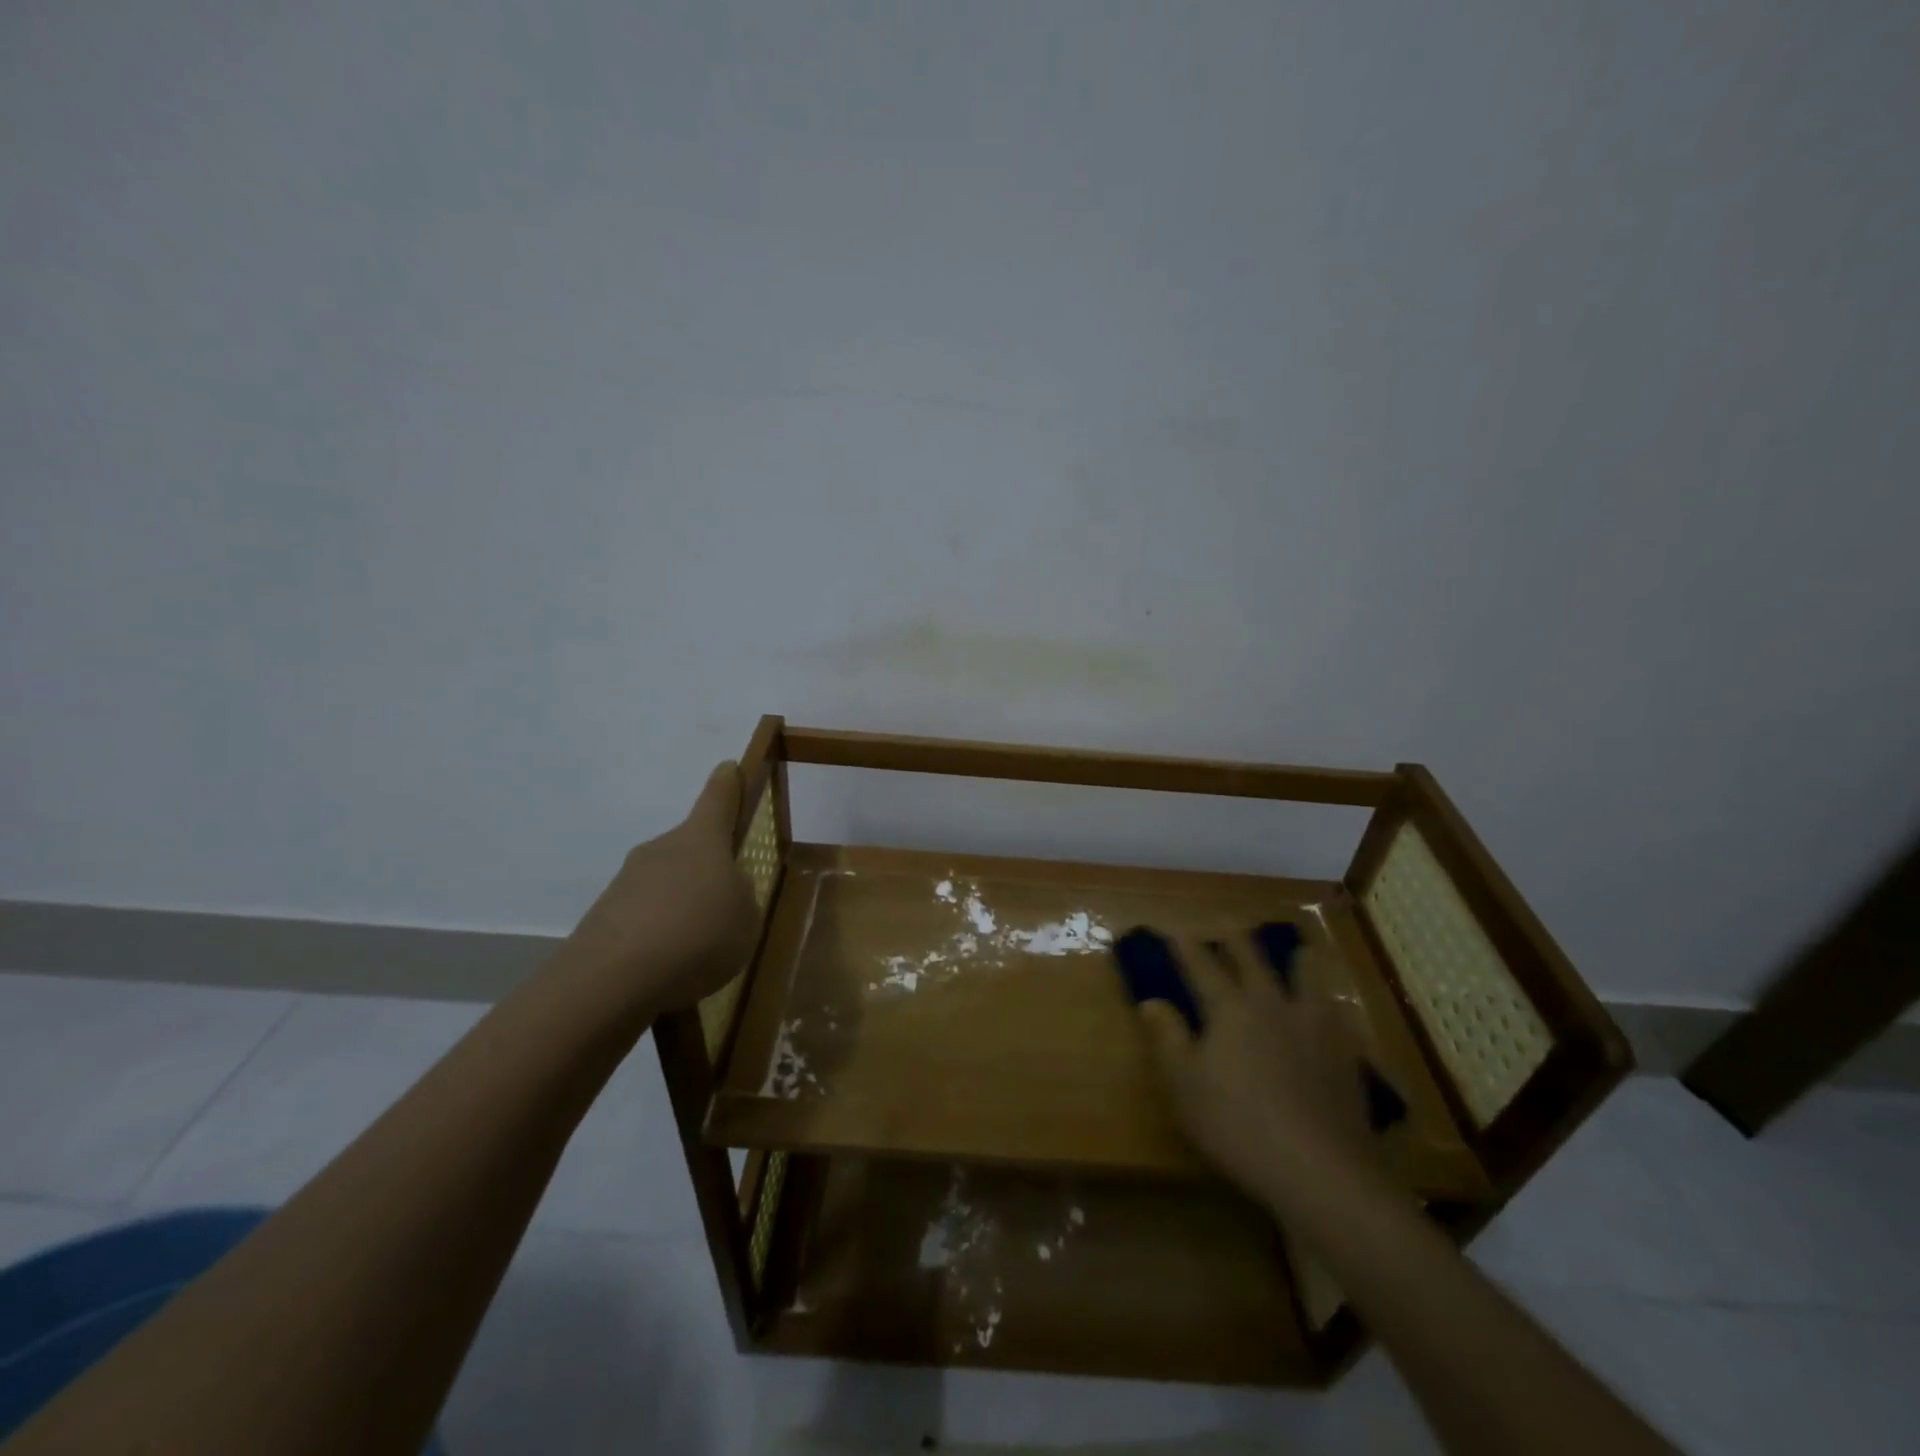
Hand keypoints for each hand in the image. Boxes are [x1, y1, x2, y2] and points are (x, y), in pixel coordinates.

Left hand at [561, 763, 758, 1015]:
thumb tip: (725, 890)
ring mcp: (627, 881)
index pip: (718, 797)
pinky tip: (670, 967)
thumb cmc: (697, 936)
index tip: (728, 768)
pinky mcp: (604, 916)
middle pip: (691, 846)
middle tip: (727, 902)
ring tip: (699, 948)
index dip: (728, 782)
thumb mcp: (746, 919)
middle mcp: (661, 849)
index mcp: (701, 839)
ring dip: (682, 904)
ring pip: (666, 883)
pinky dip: (659, 934)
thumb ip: (741, 898)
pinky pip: (644, 916)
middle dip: (708, 868)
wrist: (610, 981)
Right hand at [1139, 935, 1384, 1213]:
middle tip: (1226, 923)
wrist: (1321, 1170)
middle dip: (1234, 937)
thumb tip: (1152, 1000)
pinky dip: (1329, 1002)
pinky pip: (1337, 1012)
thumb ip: (1168, 1038)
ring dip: (1296, 959)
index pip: (1201, 964)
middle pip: (1252, 956)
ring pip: (1306, 974)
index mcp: (1229, 1008)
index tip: (1173, 928)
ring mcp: (1314, 1025)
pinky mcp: (1346, 1052)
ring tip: (1296, 951)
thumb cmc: (1237, 1126)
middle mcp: (1271, 1003)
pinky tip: (1331, 1011)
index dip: (1185, 945)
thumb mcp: (1184, 1086)